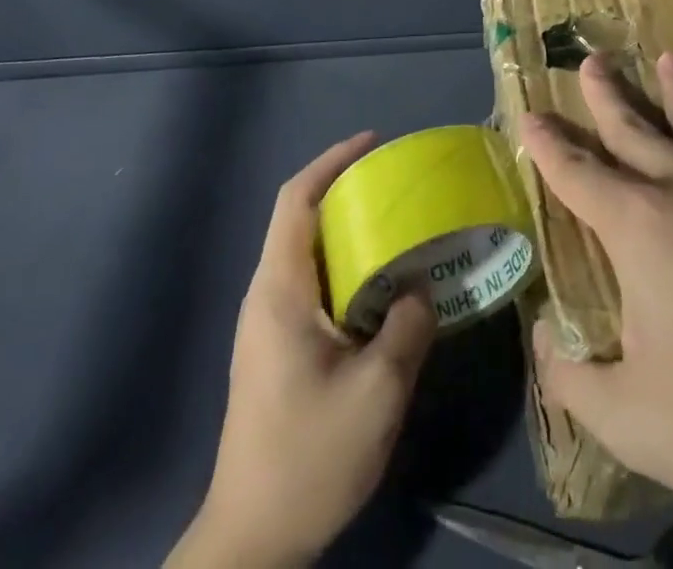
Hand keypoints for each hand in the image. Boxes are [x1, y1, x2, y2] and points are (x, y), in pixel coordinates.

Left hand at [169, 134, 436, 568]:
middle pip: (302, 219)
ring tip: (402, 227)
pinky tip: (385, 286)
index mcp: (279, 291)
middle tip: (401, 186)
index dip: (332, 162)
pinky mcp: (278, 349)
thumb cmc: (308, 457)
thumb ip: (407, 326)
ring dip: (351, 231)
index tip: (373, 143)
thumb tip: (421, 287)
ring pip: (310, 252)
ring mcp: (269, 325)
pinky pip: (315, 284)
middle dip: (348, 191)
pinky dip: (349, 267)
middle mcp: (267, 296)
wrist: (251, 542)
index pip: (296, 201)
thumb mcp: (376, 392)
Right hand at [521, 53, 672, 568]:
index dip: (548, 145)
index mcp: (642, 228)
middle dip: (606, 97)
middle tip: (589, 62)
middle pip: (636, 129)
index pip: (578, 173)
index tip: (529, 115)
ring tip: (669, 56)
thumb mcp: (635, 423)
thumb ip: (574, 377)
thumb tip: (545, 339)